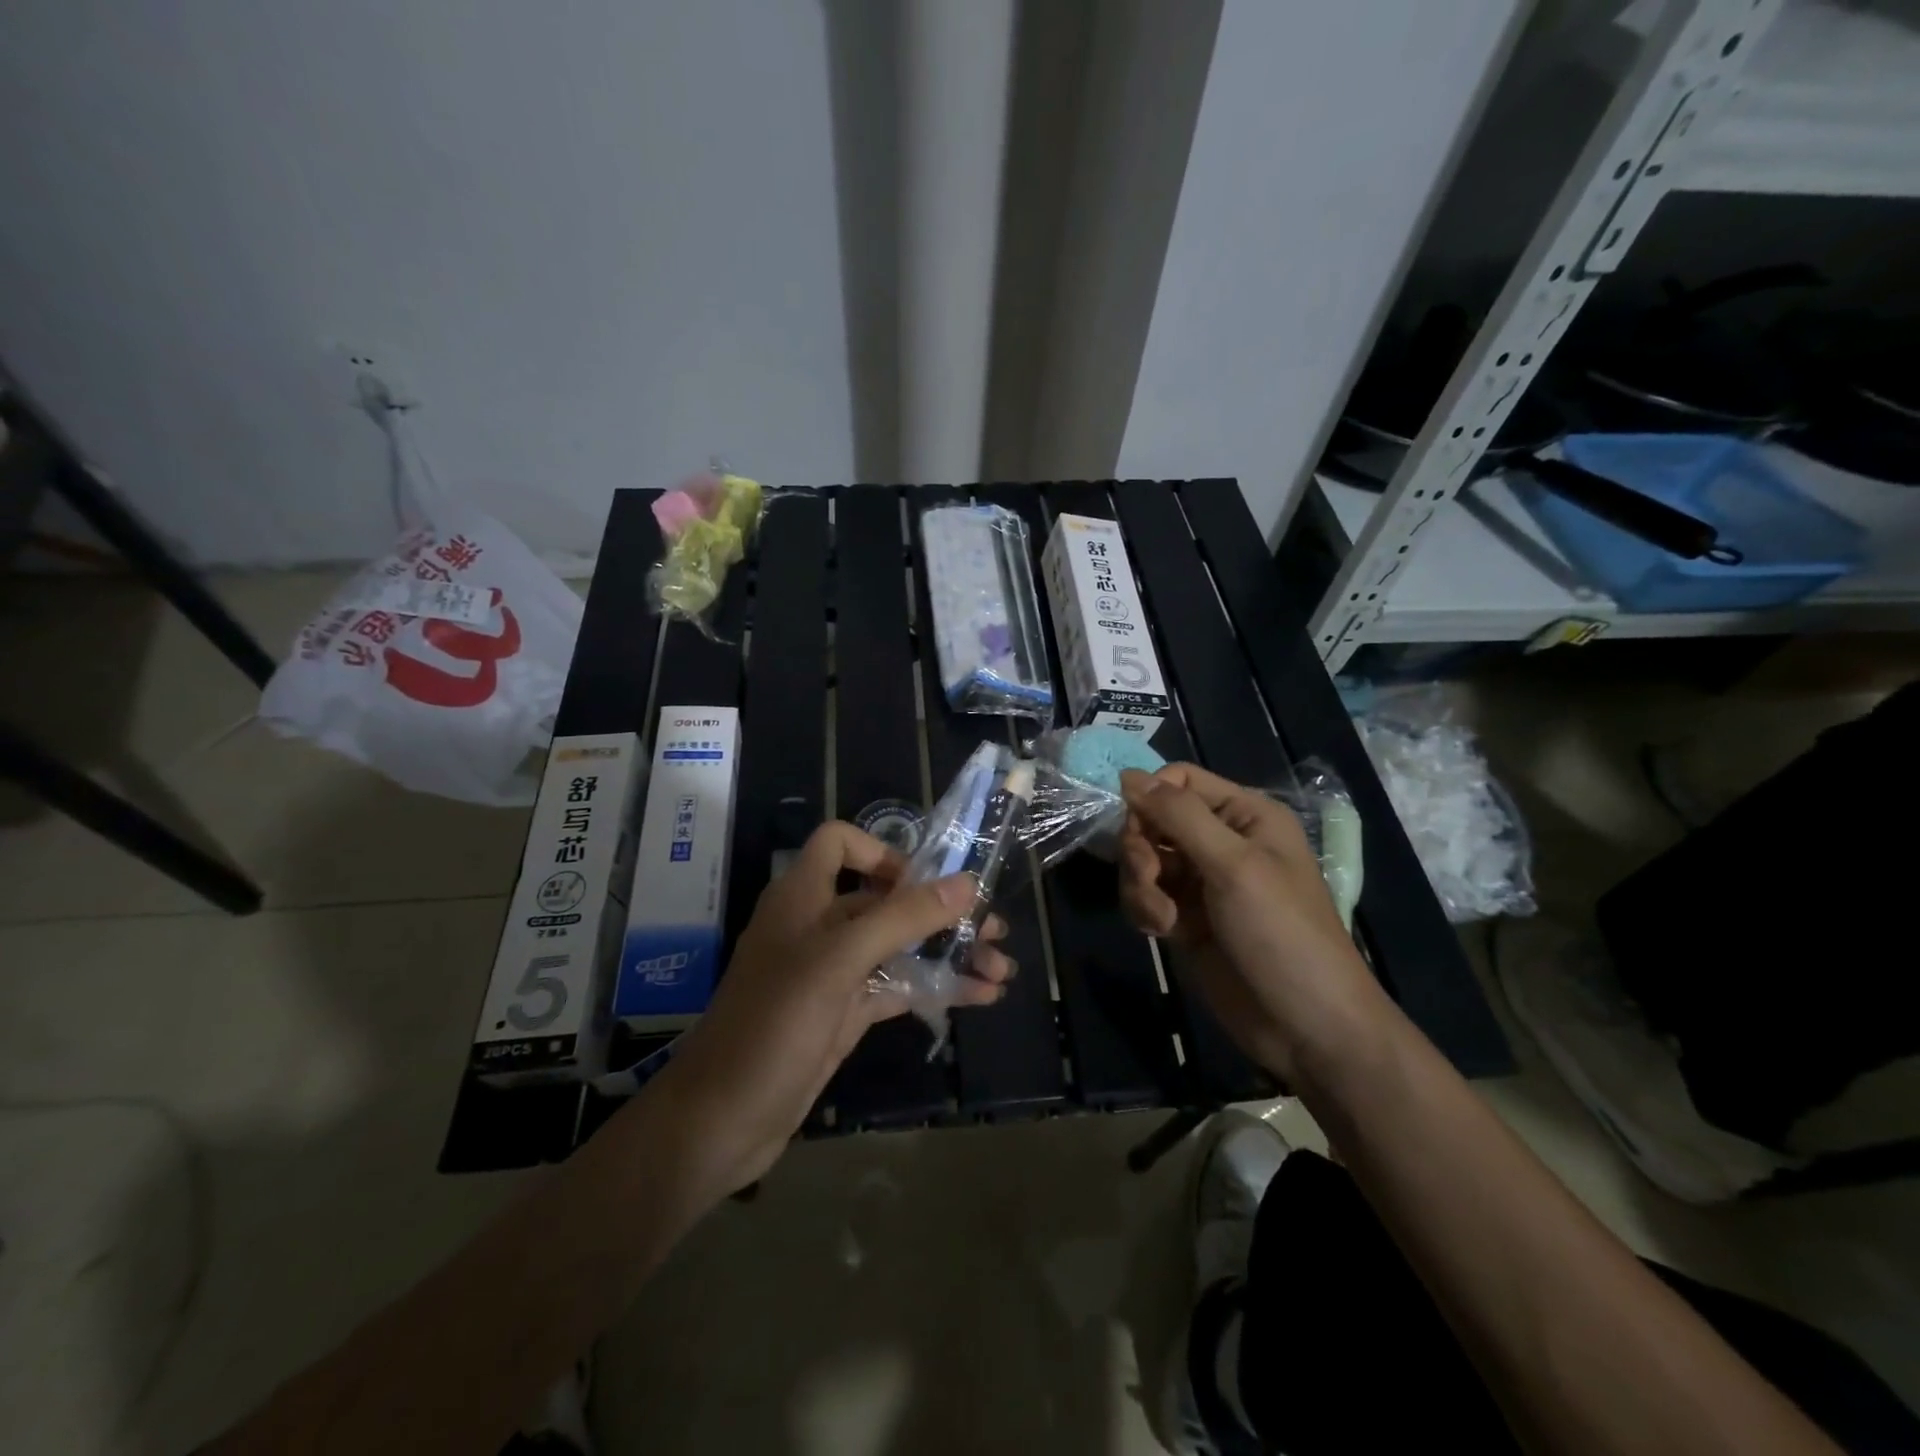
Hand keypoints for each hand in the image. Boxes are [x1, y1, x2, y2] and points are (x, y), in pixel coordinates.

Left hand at [650, 822, 1013, 1194]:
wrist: (721, 1121)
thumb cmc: (774, 1024)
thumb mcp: (839, 961)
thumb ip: (903, 918)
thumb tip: (967, 883)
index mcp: (803, 897)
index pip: (840, 844)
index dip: (883, 852)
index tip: (926, 882)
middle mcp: (818, 925)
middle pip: (885, 899)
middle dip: (939, 911)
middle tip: (995, 929)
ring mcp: (832, 972)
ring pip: (898, 947)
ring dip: (947, 953)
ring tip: (1001, 970)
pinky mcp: (843, 1012)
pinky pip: (896, 986)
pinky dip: (935, 987)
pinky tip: (980, 996)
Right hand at [1118, 764, 1390, 1082]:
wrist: (1305, 1028)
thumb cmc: (1281, 934)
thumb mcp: (1233, 866)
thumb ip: (1178, 816)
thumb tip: (1126, 774)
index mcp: (1244, 815)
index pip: (1178, 780)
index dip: (1150, 798)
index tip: (1137, 829)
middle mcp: (1219, 840)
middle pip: (1152, 819)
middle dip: (1141, 849)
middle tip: (1150, 879)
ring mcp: (1199, 881)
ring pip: (1143, 859)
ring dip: (1140, 885)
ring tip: (1161, 917)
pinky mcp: (1184, 918)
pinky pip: (1145, 894)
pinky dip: (1144, 908)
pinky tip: (1160, 931)